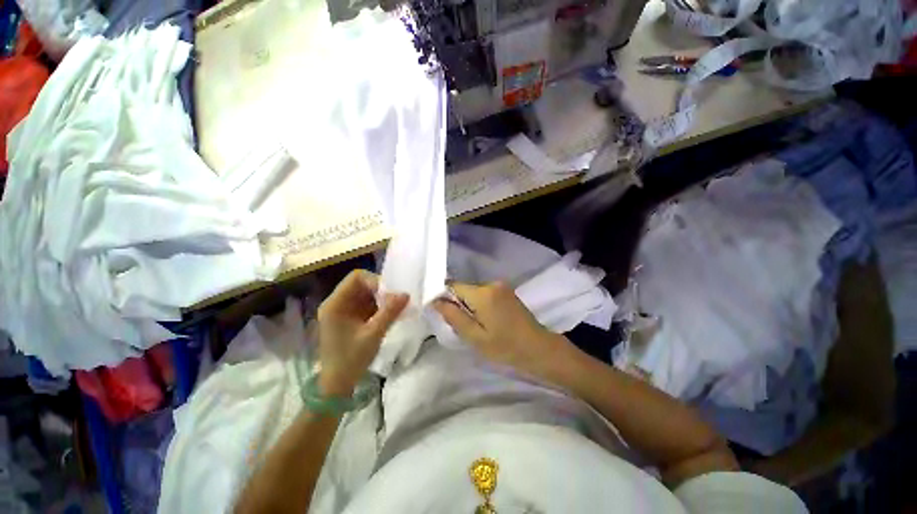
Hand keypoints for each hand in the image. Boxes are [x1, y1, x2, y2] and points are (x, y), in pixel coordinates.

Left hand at [317, 270, 408, 395]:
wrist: (337, 384)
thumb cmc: (351, 359)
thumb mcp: (373, 334)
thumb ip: (390, 312)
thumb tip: (406, 294)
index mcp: (335, 304)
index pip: (356, 278)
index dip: (376, 281)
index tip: (391, 293)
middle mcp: (337, 303)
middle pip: (361, 284)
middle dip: (381, 289)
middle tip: (396, 299)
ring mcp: (343, 310)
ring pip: (366, 293)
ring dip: (381, 298)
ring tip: (395, 307)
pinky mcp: (349, 317)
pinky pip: (366, 303)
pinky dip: (379, 306)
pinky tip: (390, 313)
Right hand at [432, 281, 569, 378]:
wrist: (539, 349)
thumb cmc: (505, 347)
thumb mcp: (475, 337)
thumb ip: (454, 316)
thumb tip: (435, 301)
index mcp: (483, 293)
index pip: (452, 285)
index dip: (444, 297)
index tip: (444, 314)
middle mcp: (492, 284)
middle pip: (464, 288)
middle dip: (458, 304)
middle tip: (463, 326)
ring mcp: (502, 286)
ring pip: (474, 292)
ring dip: (470, 305)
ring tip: (477, 326)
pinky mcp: (507, 291)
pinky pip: (485, 294)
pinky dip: (481, 305)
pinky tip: (488, 321)